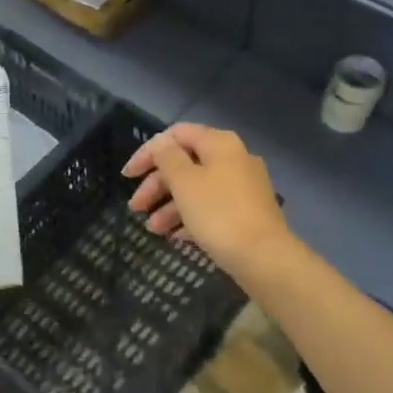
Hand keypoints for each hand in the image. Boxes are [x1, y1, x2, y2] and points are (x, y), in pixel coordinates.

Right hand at [123, 123, 291, 275]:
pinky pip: (211, 207)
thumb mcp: (184, 182)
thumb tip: (162, 144)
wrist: (265, 258)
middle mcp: (234, 158)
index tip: (127, 176)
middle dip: (156, 184)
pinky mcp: (247, 213)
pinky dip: (190, 217)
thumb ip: (167, 157)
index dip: (148, 152)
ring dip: (170, 205)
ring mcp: (243, 187)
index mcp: (219, 144)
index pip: (176, 135)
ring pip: (197, 188)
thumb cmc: (218, 213)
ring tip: (153, 229)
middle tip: (136, 206)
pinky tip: (175, 236)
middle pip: (185, 163)